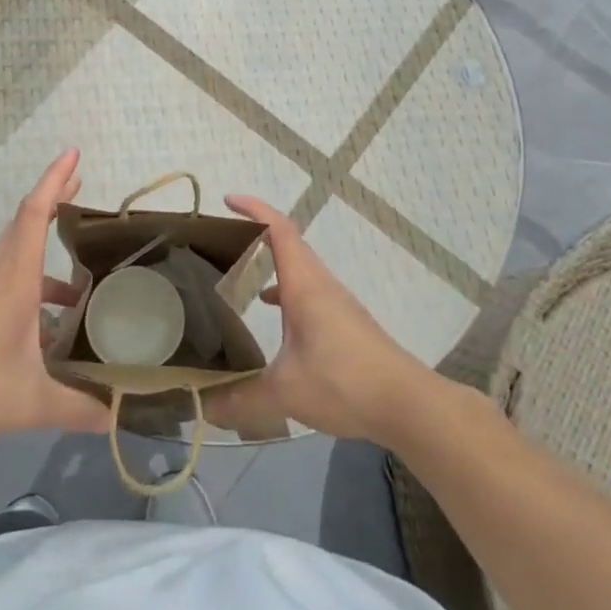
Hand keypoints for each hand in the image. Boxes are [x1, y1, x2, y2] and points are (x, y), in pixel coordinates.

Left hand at [0, 149, 112, 457]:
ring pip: (15, 252)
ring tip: (78, 265)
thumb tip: (123, 415)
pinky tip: (49, 321)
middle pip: (25, 222)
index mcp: (14, 281)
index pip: (36, 213)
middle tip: (81, 184)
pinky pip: (6, 279)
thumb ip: (80, 408)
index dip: (55, 180)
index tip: (73, 152)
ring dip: (43, 243)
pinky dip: (33, 282)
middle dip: (54, 199)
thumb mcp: (31, 403)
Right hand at [206, 195, 429, 444]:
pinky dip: (284, 292)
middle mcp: (320, 284)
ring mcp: (335, 303)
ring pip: (298, 269)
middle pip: (287, 243)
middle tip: (221, 241)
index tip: (228, 200)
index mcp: (304, 284)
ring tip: (238, 276)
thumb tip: (204, 408)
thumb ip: (241, 398)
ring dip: (270, 264)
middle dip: (255, 234)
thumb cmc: (344, 382)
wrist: (406, 403)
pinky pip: (307, 292)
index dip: (254, 209)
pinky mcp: (344, 323)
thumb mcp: (285, 392)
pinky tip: (272, 316)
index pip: (278, 229)